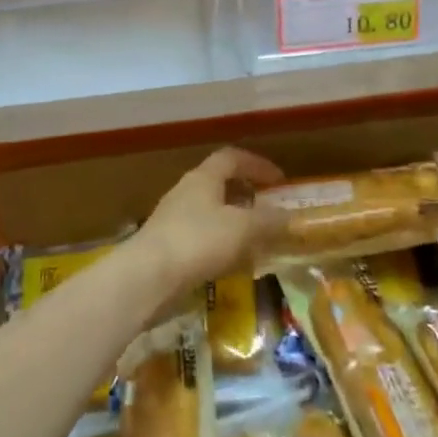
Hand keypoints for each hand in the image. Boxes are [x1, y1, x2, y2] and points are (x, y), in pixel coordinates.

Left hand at [132, 147, 282, 296]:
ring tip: (256, 241)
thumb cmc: (198, 241)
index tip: (280, 180)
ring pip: (211, 214)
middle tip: (269, 210)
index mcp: (204, 177)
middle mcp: (186, 192)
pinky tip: (232, 265)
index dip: (258, 165)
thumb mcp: (243, 229)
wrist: (146, 278)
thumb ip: (269, 221)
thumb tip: (291, 217)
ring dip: (235, 223)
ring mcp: (173, 220)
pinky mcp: (167, 247)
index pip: (233, 157)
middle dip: (247, 195)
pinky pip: (201, 239)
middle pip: (220, 184)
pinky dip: (221, 246)